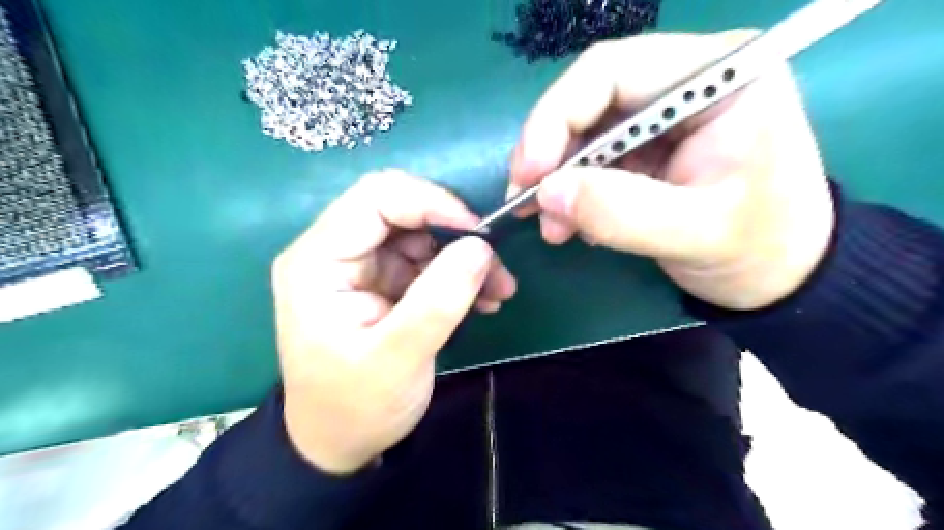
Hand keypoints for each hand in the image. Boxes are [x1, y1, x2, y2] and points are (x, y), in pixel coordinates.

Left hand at [273, 171, 514, 473]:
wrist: (340, 442)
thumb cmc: (356, 406)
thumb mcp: (398, 358)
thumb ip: (439, 300)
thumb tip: (480, 247)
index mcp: (318, 261)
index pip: (375, 198)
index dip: (431, 203)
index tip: (478, 235)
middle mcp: (335, 252)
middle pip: (400, 209)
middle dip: (453, 231)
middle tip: (493, 265)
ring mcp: (360, 266)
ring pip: (421, 234)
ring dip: (462, 256)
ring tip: (497, 290)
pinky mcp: (382, 281)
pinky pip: (426, 260)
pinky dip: (457, 274)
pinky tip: (483, 299)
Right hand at [509, 28, 830, 309]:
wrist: (780, 275)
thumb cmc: (759, 249)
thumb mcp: (697, 234)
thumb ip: (621, 212)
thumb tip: (547, 193)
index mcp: (719, 77)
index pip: (612, 70)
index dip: (556, 116)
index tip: (530, 173)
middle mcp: (686, 82)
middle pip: (589, 98)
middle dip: (549, 152)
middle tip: (526, 201)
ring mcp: (661, 116)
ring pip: (583, 132)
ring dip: (557, 179)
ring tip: (550, 226)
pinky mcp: (646, 148)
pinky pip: (591, 159)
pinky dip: (571, 192)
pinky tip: (568, 224)